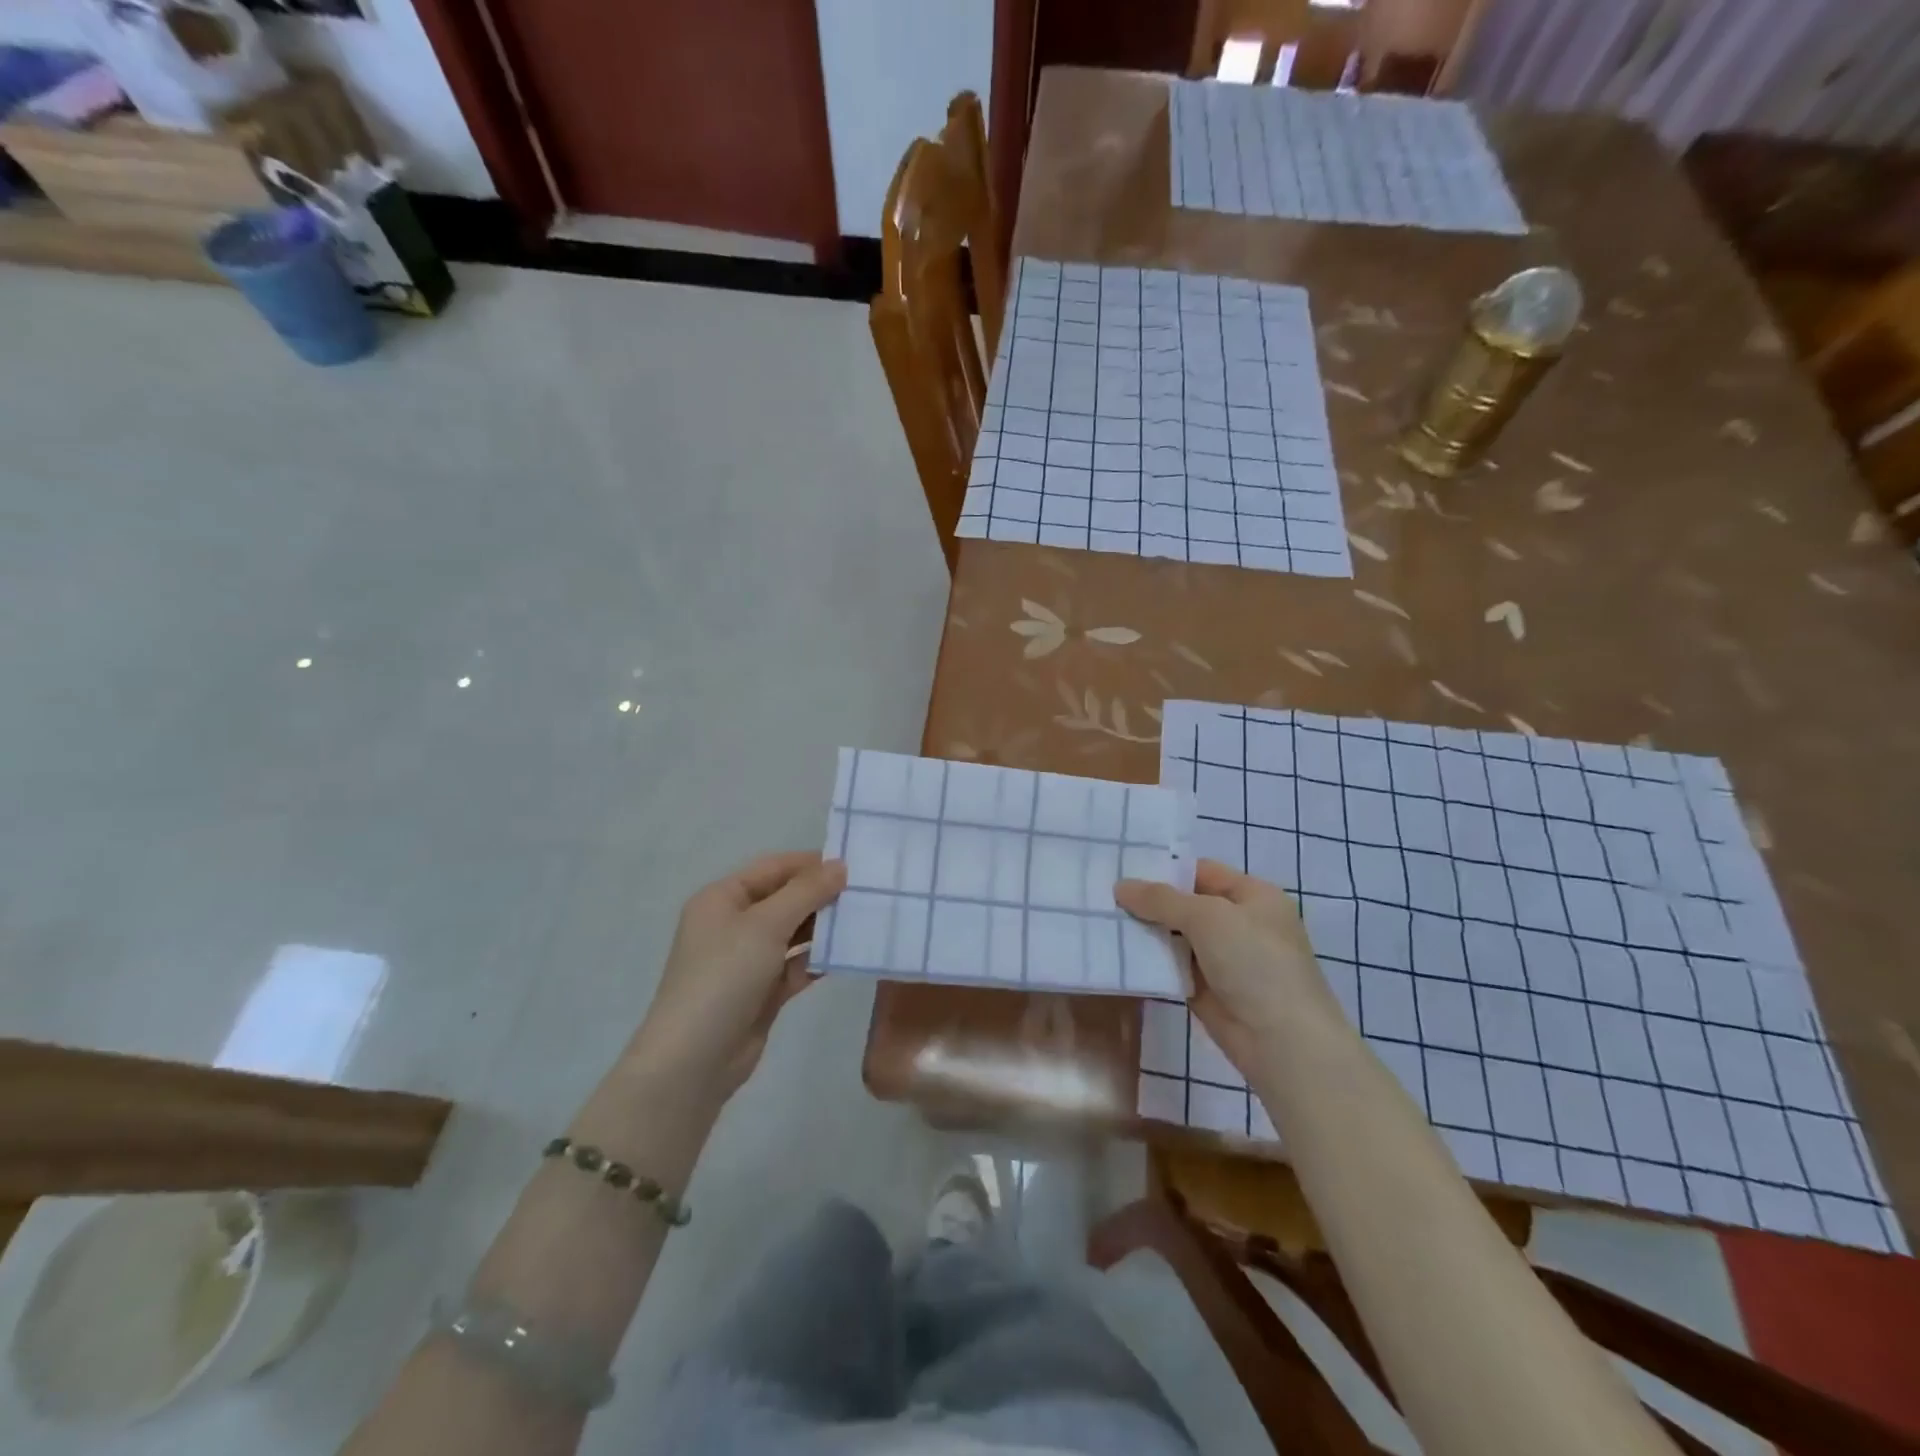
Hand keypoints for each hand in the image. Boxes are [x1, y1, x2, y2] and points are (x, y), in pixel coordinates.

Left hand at [624, 852, 846, 1101]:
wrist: (694, 1060)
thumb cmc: (724, 977)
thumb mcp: (765, 925)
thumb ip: (805, 892)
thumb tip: (840, 865)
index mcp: (721, 899)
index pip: (772, 868)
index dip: (810, 864)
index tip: (853, 866)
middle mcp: (732, 924)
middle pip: (784, 899)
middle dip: (821, 896)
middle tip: (866, 894)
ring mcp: (747, 960)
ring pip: (793, 933)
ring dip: (823, 928)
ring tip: (864, 920)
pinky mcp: (762, 992)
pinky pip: (796, 966)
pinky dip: (818, 960)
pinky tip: (848, 956)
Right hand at [1116, 859, 1339, 1071]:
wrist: (1283, 1042)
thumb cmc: (1255, 963)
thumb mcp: (1208, 917)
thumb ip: (1161, 899)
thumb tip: (1120, 886)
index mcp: (1253, 896)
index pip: (1201, 871)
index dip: (1164, 869)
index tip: (1122, 868)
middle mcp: (1239, 923)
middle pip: (1185, 903)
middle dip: (1148, 901)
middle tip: (1102, 894)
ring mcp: (1223, 958)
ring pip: (1176, 935)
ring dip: (1145, 930)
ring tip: (1102, 919)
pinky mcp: (1206, 989)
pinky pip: (1172, 965)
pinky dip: (1150, 959)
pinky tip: (1118, 951)